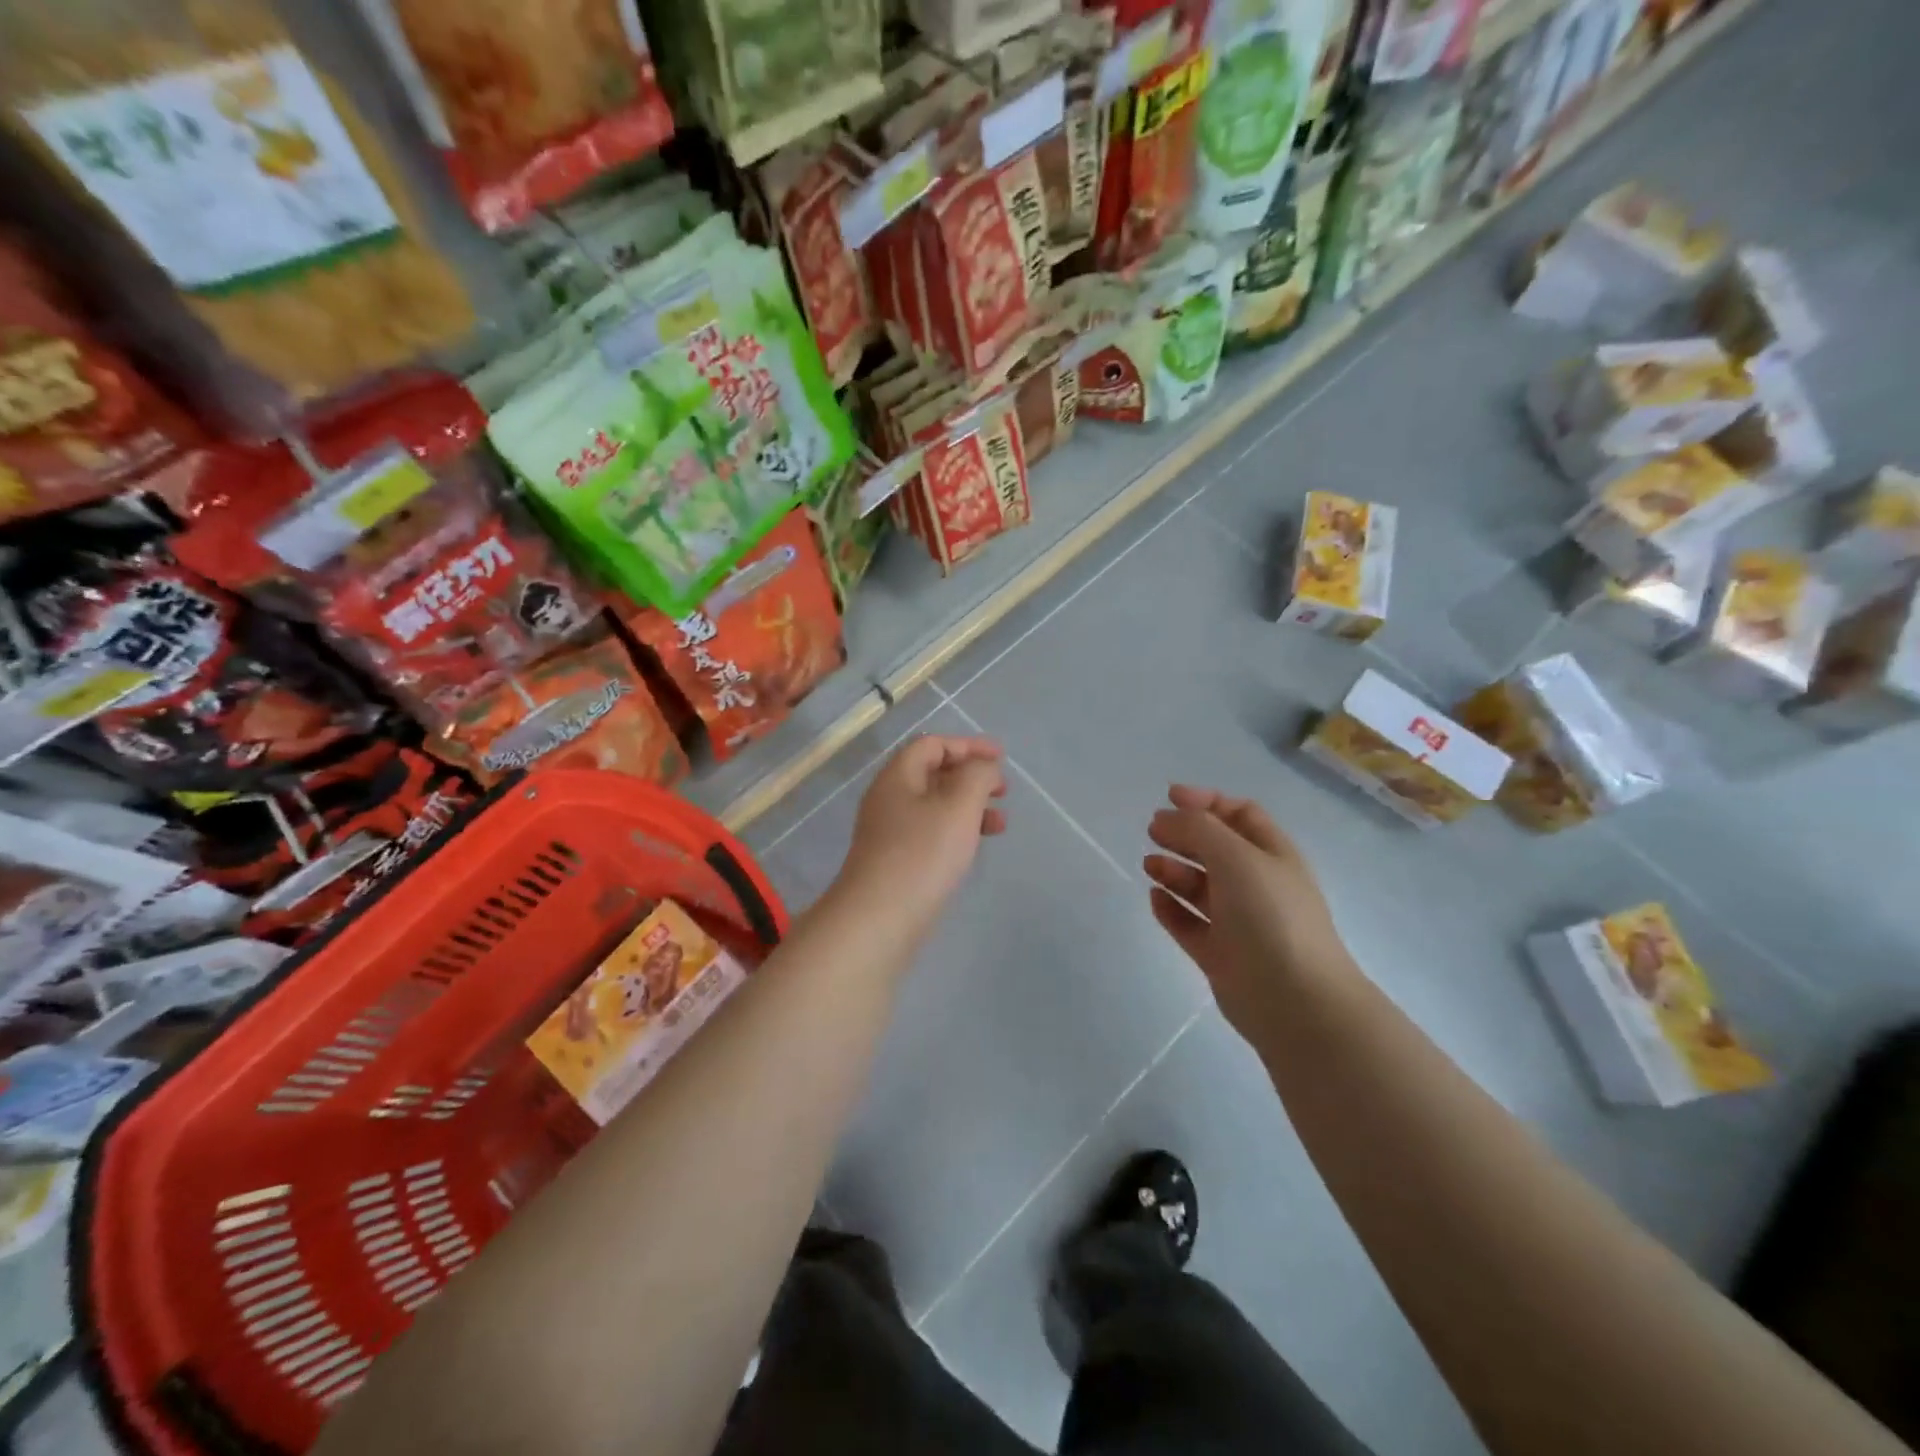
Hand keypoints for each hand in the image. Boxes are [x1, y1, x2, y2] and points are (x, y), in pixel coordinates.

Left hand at [835, 735, 1007, 928]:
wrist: (879, 920)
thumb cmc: (922, 854)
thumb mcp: (959, 805)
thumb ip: (977, 775)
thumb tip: (984, 767)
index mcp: (897, 777)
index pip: (932, 745)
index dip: (968, 745)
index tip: (1001, 758)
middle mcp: (889, 800)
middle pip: (933, 774)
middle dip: (971, 777)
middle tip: (1003, 790)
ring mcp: (890, 833)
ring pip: (935, 807)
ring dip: (969, 807)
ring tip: (1000, 824)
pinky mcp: (896, 863)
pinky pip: (931, 834)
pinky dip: (957, 832)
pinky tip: (974, 848)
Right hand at [1144, 786, 1352, 1037]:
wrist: (1294, 1000)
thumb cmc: (1270, 916)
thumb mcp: (1236, 857)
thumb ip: (1198, 829)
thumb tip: (1167, 818)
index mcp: (1273, 855)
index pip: (1240, 815)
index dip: (1207, 801)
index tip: (1170, 798)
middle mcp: (1257, 884)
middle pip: (1216, 849)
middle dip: (1184, 834)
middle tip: (1152, 830)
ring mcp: (1239, 922)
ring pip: (1200, 887)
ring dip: (1174, 870)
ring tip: (1149, 865)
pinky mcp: (1220, 955)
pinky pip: (1190, 924)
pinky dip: (1171, 909)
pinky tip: (1154, 898)